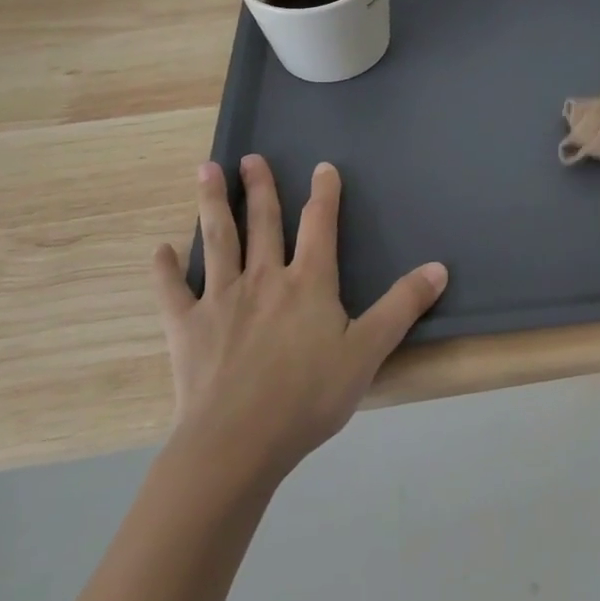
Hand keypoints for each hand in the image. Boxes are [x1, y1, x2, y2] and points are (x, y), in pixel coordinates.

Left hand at [151, 156, 446, 487]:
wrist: (238, 442)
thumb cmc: (309, 396)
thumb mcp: (368, 351)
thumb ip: (402, 306)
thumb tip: (439, 267)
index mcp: (309, 282)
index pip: (320, 225)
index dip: (324, 194)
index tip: (322, 167)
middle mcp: (264, 279)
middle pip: (263, 222)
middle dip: (259, 187)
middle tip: (250, 158)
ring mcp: (221, 299)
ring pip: (218, 240)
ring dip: (213, 204)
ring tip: (205, 170)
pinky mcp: (187, 327)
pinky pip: (172, 291)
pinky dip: (165, 270)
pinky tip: (160, 251)